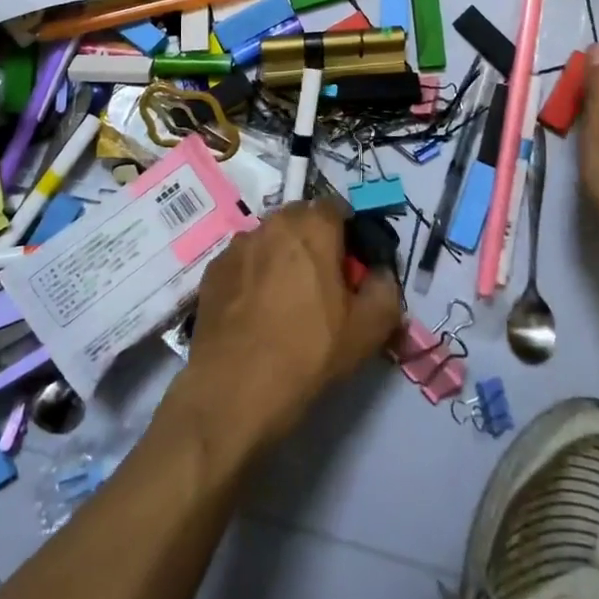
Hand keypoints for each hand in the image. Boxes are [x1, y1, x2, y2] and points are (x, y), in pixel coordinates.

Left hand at [169, 202, 402, 459]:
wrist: (233, 390)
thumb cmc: (308, 352)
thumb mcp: (368, 329)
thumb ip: (386, 289)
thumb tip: (380, 273)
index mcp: (313, 226)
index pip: (336, 208)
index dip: (348, 232)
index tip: (351, 265)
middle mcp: (272, 223)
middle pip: (300, 220)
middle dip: (313, 241)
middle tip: (321, 283)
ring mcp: (237, 246)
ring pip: (269, 239)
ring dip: (281, 256)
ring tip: (284, 299)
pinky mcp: (212, 270)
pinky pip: (243, 262)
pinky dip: (252, 275)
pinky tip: (255, 311)